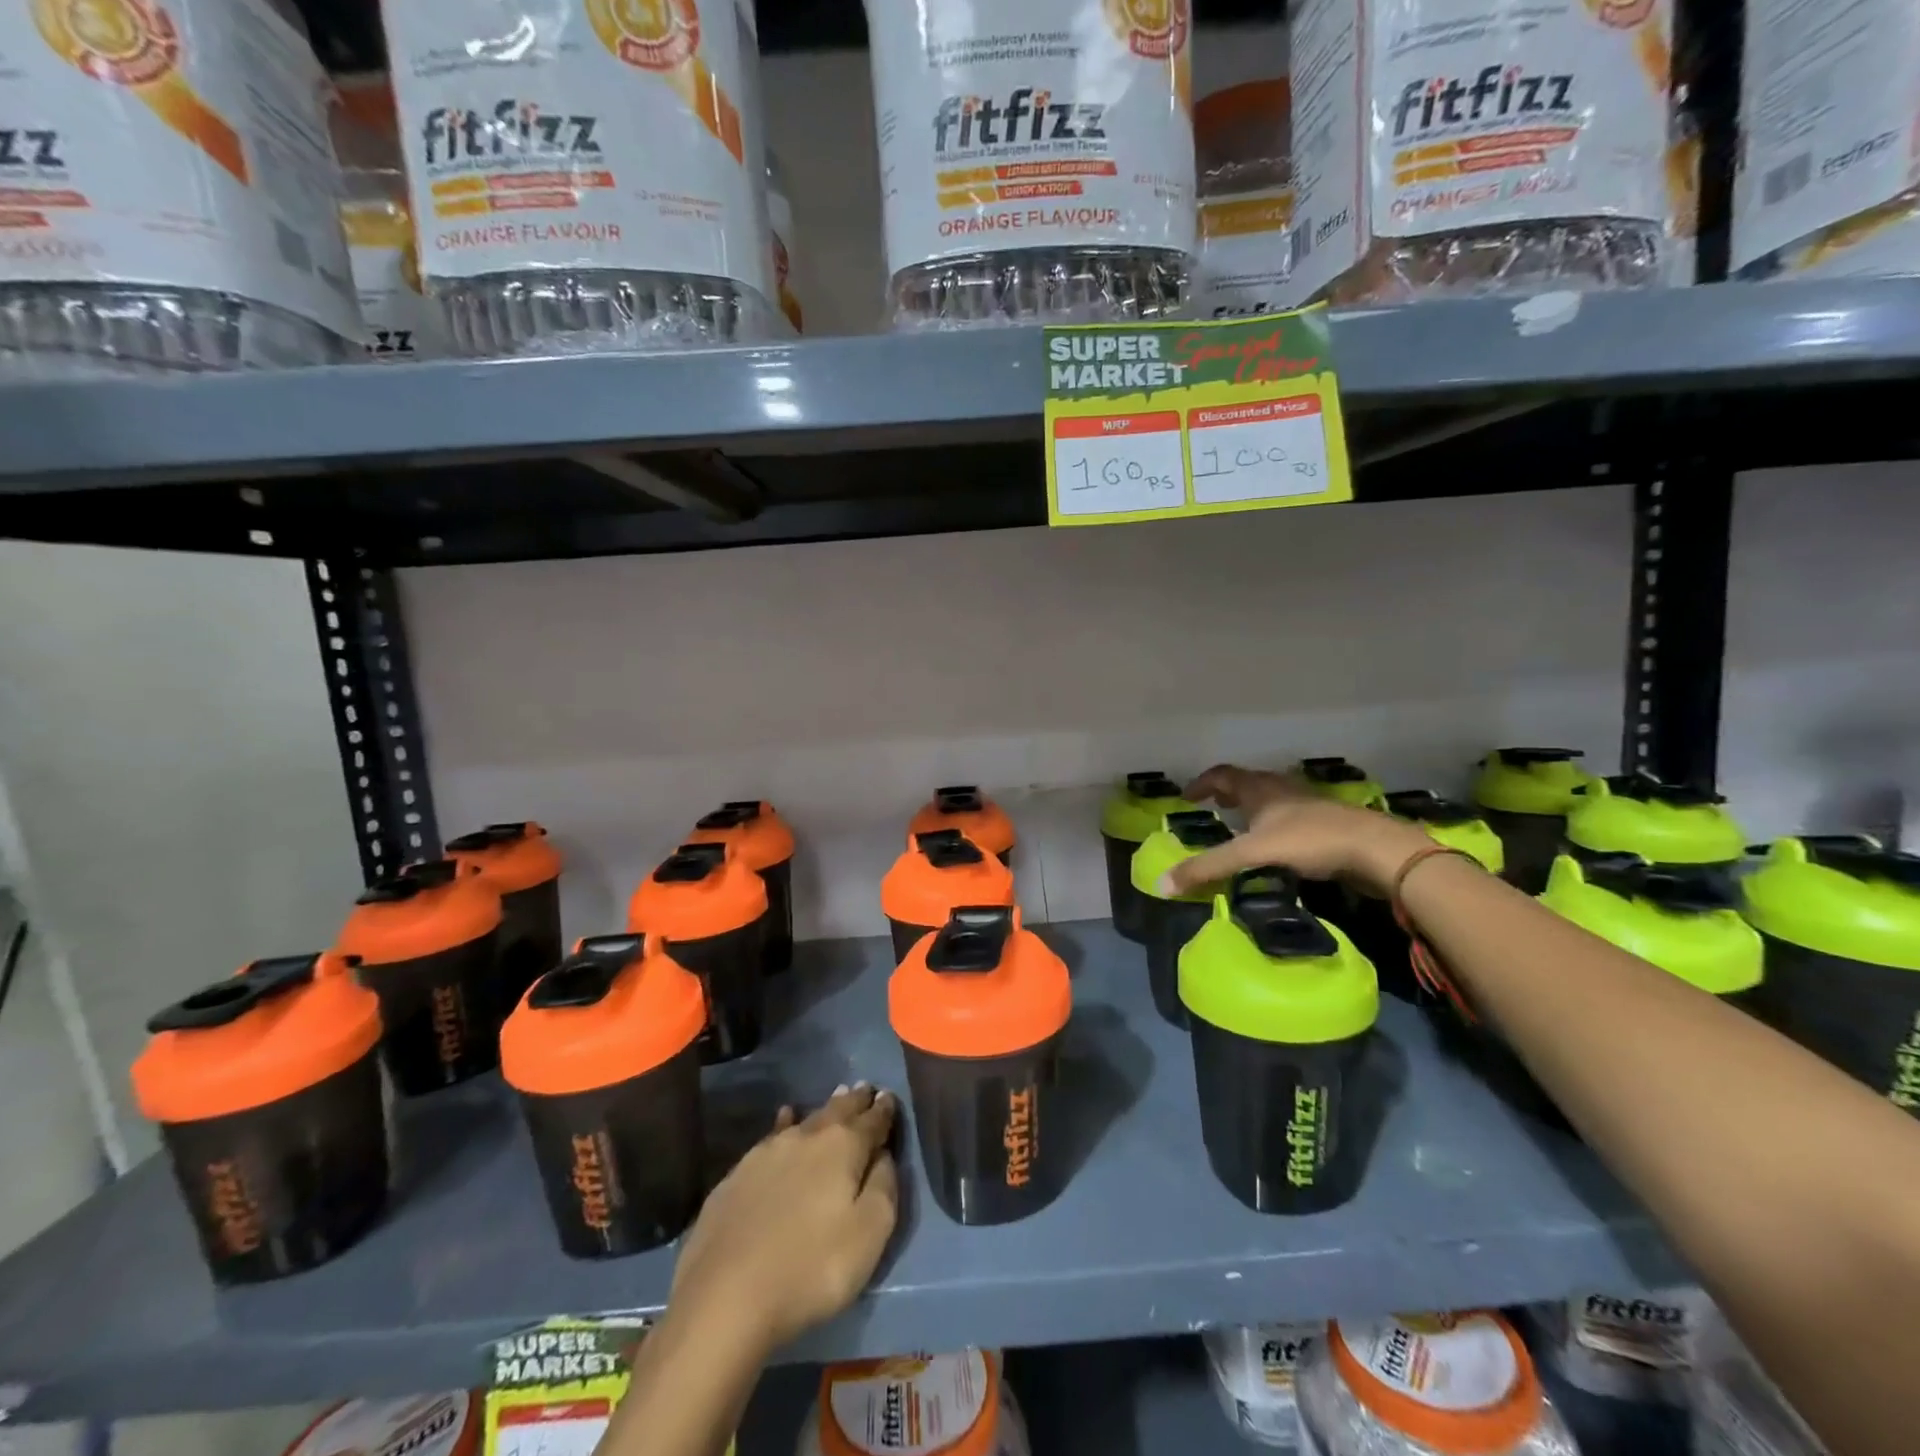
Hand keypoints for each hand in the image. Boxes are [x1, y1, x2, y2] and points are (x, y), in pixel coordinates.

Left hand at [667, 1084, 899, 1357]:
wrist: (725, 1297)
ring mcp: (768, 1152)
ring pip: (806, 1120)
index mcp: (843, 1147)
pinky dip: (786, 1123)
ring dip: (825, 1109)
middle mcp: (807, 1137)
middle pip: (838, 1111)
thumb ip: (884, 1187)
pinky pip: (773, 1135)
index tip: (890, 1096)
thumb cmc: (811, 1269)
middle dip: (855, 1101)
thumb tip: (883, 1155)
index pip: (872, 1121)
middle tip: (865, 1089)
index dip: (884, 1110)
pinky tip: (785, 1118)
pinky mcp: (738, 1173)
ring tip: (837, 1097)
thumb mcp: (869, 1235)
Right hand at [1167, 764, 1430, 897]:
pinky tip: (1280, 847)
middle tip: (1214, 808)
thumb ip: (1208, 868)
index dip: (1202, 783)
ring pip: (1274, 799)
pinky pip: (1294, 818)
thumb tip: (1161, 884)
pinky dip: (1278, 826)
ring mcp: (1309, 805)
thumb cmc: (1309, 841)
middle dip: (1228, 794)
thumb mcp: (1251, 855)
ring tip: (1244, 828)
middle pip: (1249, 783)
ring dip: (1255, 808)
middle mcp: (1282, 790)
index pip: (1222, 775)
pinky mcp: (1330, 823)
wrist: (1376, 849)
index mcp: (1260, 789)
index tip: (1187, 798)